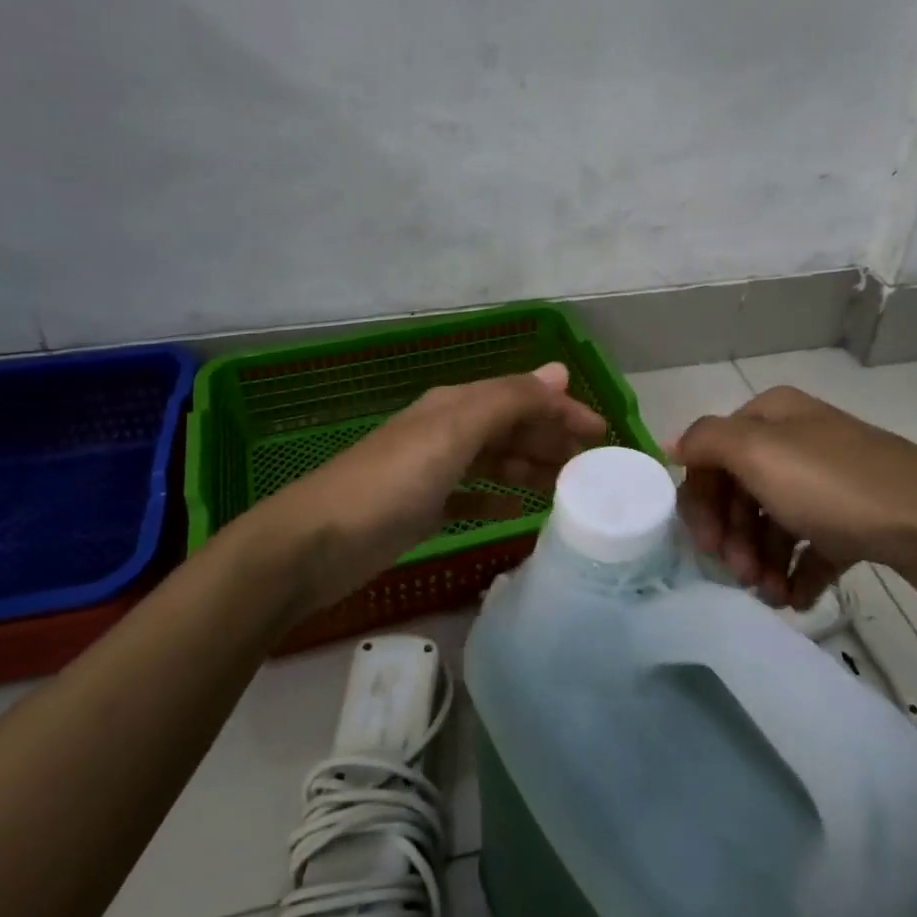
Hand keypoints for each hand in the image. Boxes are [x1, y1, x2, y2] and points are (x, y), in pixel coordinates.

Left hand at [259, 362, 606, 613]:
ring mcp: (433, 470)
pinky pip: (474, 494)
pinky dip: (499, 496)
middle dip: (552, 439)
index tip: (604, 436)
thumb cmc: (389, 484)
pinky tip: (519, 510)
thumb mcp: (452, 433)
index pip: (522, 396)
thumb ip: (507, 401)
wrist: (312, 545)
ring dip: (531, 467)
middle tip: (593, 468)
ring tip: (568, 489)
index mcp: (455, 405)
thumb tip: (559, 371)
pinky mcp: (423, 508)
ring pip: (496, 460)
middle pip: (511, 427)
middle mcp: (446, 430)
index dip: (563, 411)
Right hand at [671, 385, 916, 613]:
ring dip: (763, 561)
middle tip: (741, 577)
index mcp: (773, 417)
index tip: (707, 547)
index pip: (713, 454)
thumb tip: (672, 444)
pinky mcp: (857, 519)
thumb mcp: (758, 453)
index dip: (701, 500)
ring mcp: (830, 481)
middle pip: (742, 491)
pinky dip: (799, 573)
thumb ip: (707, 442)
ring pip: (775, 522)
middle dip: (734, 537)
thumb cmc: (837, 487)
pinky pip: (812, 546)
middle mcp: (799, 441)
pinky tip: (798, 600)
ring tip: (771, 596)